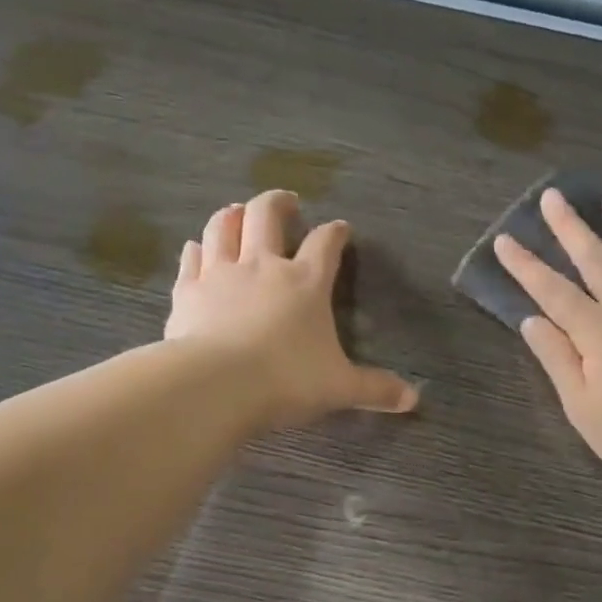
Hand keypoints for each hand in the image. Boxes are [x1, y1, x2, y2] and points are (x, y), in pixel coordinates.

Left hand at [166, 189, 418, 427]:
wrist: (217, 385)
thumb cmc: (287, 380)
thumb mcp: (339, 387)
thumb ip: (375, 389)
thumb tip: (413, 399)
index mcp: (306, 281)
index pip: (326, 243)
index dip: (336, 232)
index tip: (341, 229)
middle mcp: (263, 266)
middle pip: (267, 214)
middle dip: (278, 202)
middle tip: (286, 202)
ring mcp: (221, 274)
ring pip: (223, 226)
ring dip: (232, 215)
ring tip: (237, 212)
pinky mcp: (188, 291)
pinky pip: (191, 258)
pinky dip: (197, 250)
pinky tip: (197, 249)